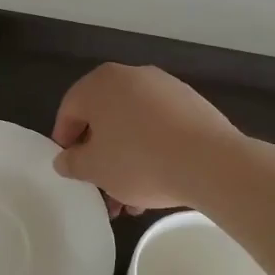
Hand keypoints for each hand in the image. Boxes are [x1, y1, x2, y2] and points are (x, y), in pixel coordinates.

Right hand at [51, 64, 243, 213]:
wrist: (209, 162)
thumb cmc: (139, 160)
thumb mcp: (95, 169)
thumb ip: (72, 162)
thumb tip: (65, 159)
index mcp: (100, 83)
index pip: (70, 110)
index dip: (64, 141)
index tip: (70, 168)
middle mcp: (131, 76)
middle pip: (105, 118)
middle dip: (100, 155)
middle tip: (100, 186)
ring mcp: (165, 87)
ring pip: (134, 125)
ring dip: (127, 158)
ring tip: (131, 198)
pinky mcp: (192, 103)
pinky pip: (160, 126)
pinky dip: (153, 150)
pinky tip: (158, 181)